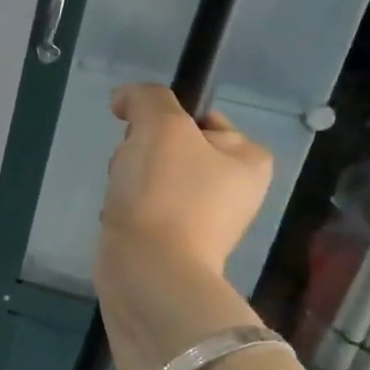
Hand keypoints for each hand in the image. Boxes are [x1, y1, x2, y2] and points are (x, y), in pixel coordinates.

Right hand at [95, 84, 271, 283]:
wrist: (149, 271)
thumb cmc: (164, 194)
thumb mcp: (160, 126)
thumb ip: (146, 98)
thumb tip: (125, 99)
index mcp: (249, 159)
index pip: (200, 118)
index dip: (162, 120)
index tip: (142, 138)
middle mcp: (234, 189)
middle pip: (172, 148)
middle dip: (140, 154)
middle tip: (132, 172)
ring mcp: (204, 220)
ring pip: (152, 179)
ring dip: (128, 182)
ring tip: (123, 200)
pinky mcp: (174, 244)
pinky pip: (143, 210)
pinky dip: (125, 211)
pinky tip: (119, 220)